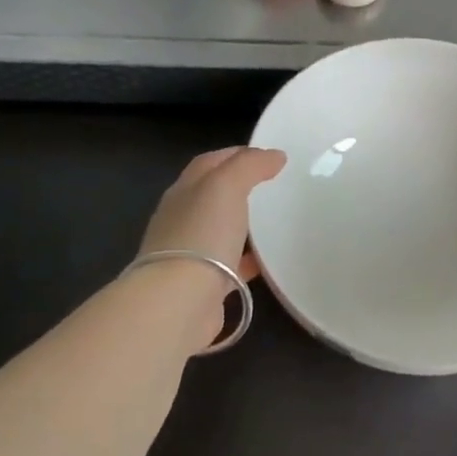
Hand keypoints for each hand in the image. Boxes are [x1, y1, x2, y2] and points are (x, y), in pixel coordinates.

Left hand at [136, 147, 285, 353]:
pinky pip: (230, 265)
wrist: (180, 301)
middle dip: (239, 189)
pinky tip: (269, 262)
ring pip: (220, 231)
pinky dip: (248, 259)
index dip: (236, 154)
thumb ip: (250, 166)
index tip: (269, 156)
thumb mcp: (226, 186)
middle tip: (274, 188)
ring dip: (243, 225)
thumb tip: (274, 156)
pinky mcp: (203, 284)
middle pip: (212, 196)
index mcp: (183, 192)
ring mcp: (190, 253)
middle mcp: (181, 219)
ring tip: (276, 223)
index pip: (209, 163)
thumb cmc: (202, 235)